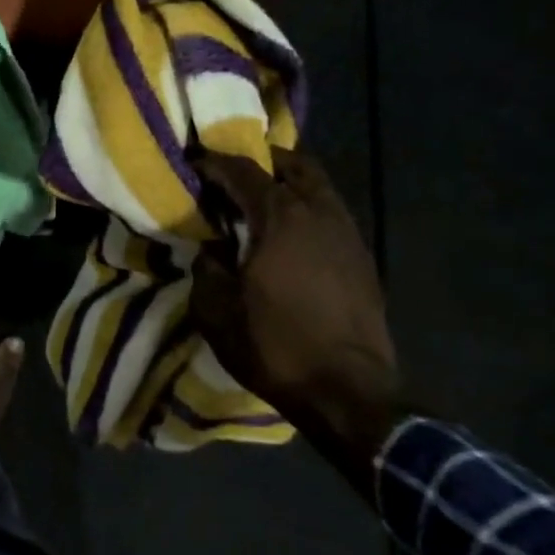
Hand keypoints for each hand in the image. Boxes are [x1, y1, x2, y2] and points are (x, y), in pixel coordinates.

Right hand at [190, 148, 402, 494]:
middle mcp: (319, 212)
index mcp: (280, 217)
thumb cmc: (274, 346)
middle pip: (292, 164)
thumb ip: (206, 268)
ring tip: (260, 202)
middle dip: (261, 162)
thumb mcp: (215, 310)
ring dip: (288, 184)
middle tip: (232, 175)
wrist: (347, 391)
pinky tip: (289, 236)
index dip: (213, 163)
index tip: (192, 165)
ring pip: (318, 187)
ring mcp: (348, 233)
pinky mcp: (362, 258)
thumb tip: (211, 249)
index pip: (243, 171)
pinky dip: (307, 210)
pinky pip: (331, 214)